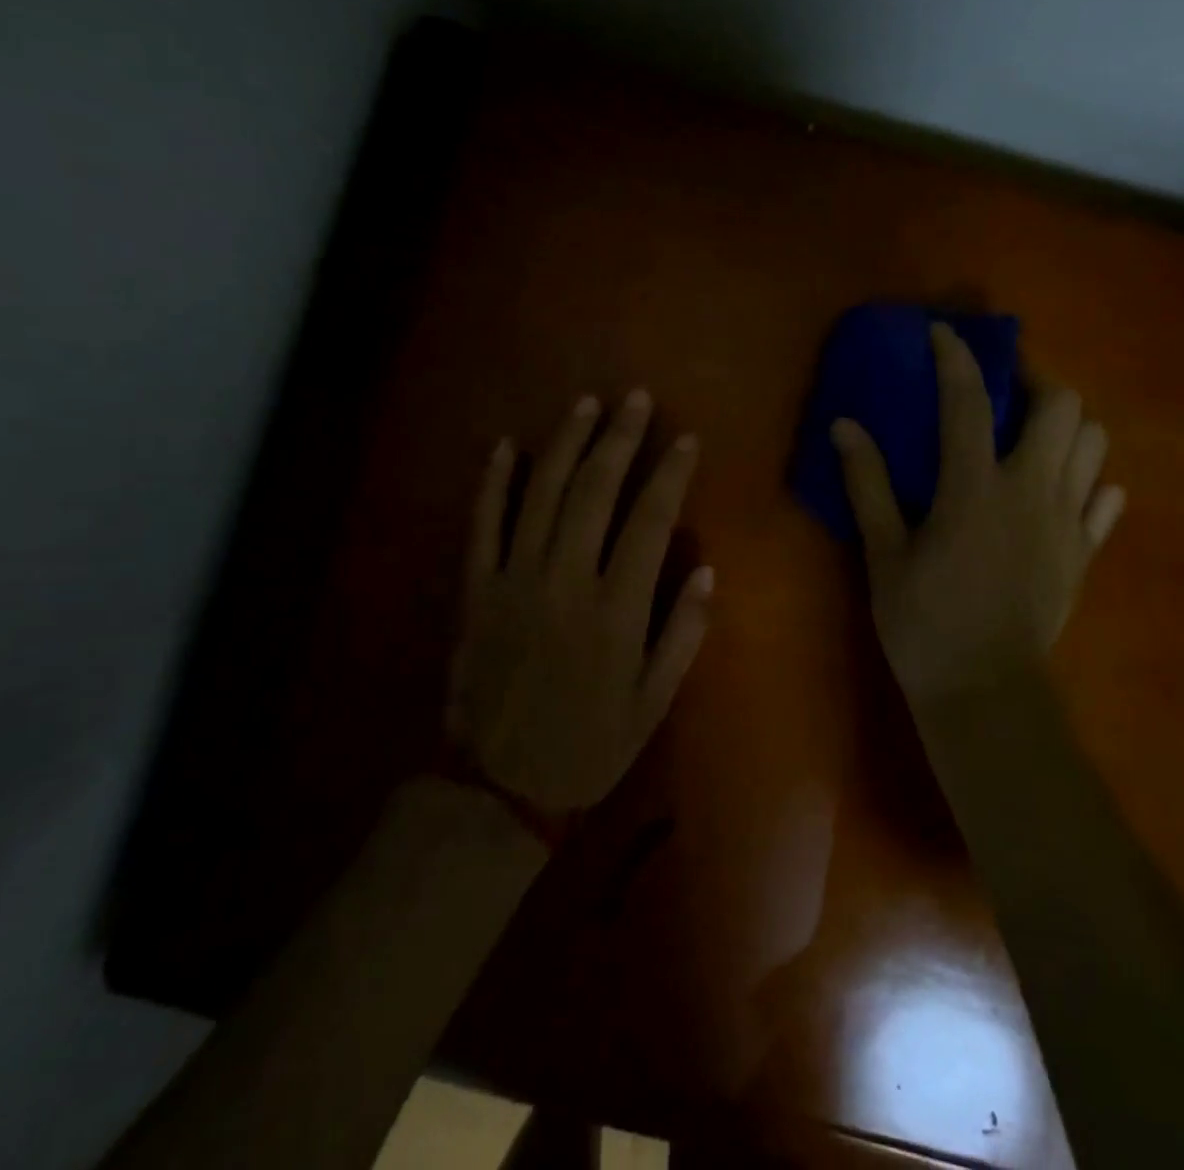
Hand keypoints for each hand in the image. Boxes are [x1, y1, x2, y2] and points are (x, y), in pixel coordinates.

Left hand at [447, 390, 712, 812]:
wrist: (499, 786)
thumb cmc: (588, 745)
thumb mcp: (653, 703)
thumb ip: (682, 634)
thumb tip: (707, 570)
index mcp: (616, 609)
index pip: (650, 521)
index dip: (669, 474)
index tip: (685, 438)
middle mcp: (565, 581)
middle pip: (594, 492)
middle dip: (619, 440)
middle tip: (636, 398)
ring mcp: (514, 580)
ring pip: (540, 495)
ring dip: (565, 444)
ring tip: (586, 404)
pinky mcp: (477, 589)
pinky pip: (483, 524)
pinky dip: (493, 482)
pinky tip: (507, 445)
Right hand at [831, 322, 1123, 701]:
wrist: (985, 693)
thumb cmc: (924, 623)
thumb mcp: (883, 554)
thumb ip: (868, 485)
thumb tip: (844, 426)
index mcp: (975, 488)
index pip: (969, 401)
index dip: (956, 357)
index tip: (944, 333)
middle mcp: (1032, 491)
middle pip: (1063, 407)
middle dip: (1037, 380)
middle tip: (1006, 388)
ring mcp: (1068, 522)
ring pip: (1094, 445)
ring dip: (1067, 425)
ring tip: (1033, 433)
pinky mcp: (1085, 553)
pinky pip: (1105, 501)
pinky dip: (1089, 482)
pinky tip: (1065, 488)